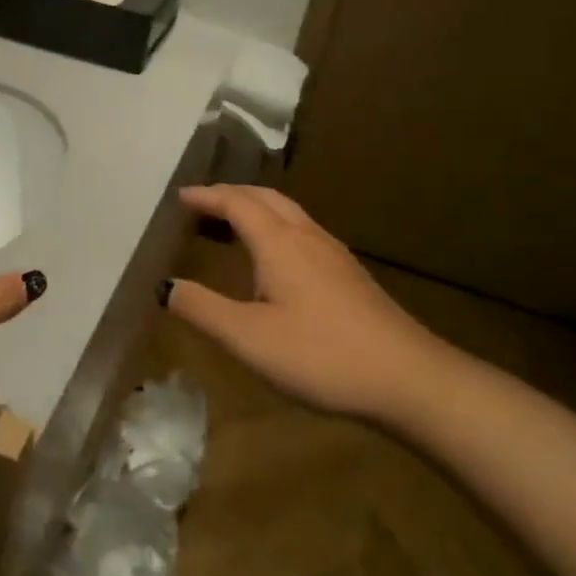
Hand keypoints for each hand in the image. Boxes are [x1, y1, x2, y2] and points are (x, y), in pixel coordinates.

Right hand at [160, 185, 448, 417]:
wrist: (411, 381)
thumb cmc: (321, 355)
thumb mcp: (248, 337)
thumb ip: (202, 308)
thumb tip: (164, 286)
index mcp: (279, 243)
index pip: (236, 203)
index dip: (206, 196)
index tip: (180, 196)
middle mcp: (307, 237)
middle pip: (265, 198)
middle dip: (230, 194)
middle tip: (201, 203)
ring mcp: (334, 255)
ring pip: (289, 213)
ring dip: (255, 208)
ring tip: (232, 223)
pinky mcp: (350, 276)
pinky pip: (303, 231)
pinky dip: (275, 227)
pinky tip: (276, 258)